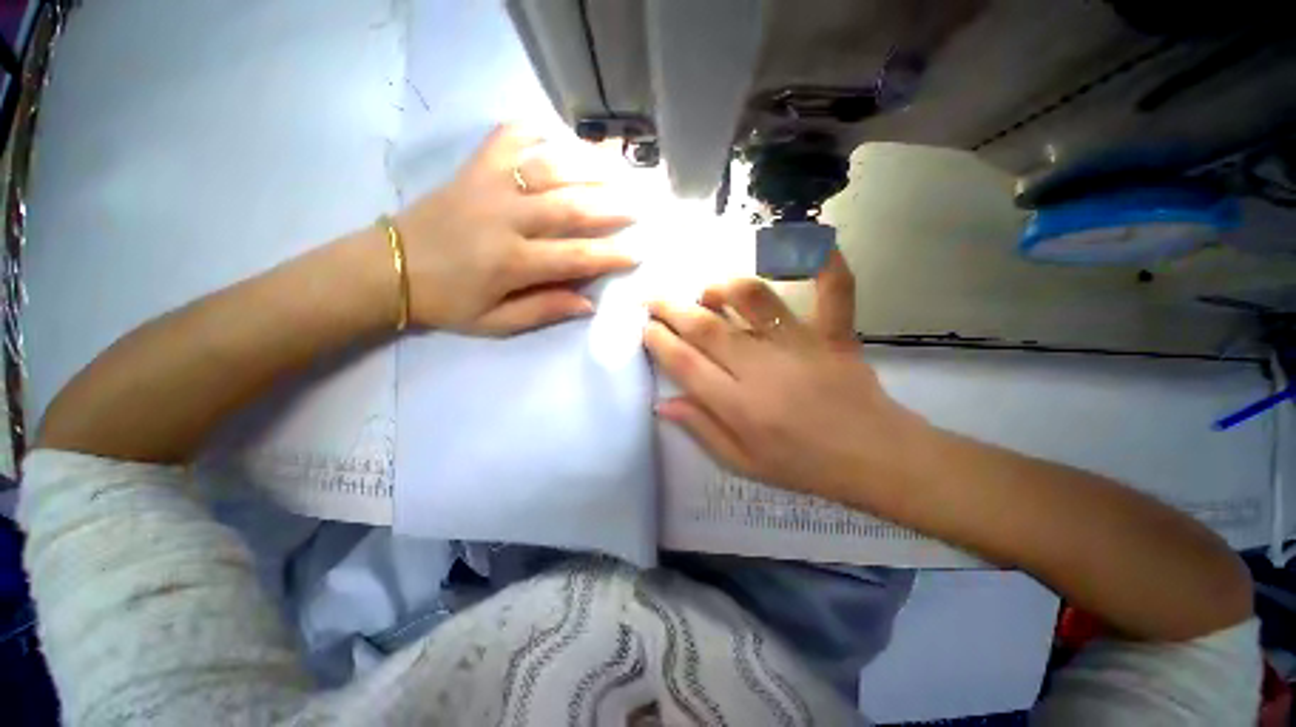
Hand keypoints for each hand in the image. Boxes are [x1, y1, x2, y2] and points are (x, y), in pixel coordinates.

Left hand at [395, 125, 636, 334]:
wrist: (388, 267)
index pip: (575, 256)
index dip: (610, 255)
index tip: (637, 253)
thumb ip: (543, 310)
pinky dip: (536, 130)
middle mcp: (506, 218)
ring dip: (587, 165)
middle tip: (639, 204)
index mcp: (512, 262)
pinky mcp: (472, 168)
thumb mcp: (495, 323)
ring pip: (548, 168)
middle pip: (570, 206)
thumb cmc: (447, 301)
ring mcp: (488, 186)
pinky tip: (560, 133)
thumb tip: (588, 303)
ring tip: (617, 166)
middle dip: (611, 205)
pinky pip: (508, 138)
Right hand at [644, 252, 926, 500]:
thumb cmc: (804, 466)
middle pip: (707, 327)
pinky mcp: (834, 334)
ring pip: (754, 300)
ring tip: (708, 290)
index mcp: (739, 405)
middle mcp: (762, 368)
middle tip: (654, 298)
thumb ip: (702, 429)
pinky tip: (814, 241)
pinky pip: (834, 291)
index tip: (647, 328)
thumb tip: (662, 402)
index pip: (685, 363)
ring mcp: (800, 345)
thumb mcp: (743, 463)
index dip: (659, 341)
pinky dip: (825, 263)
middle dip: (672, 308)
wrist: (875, 458)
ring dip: (724, 287)